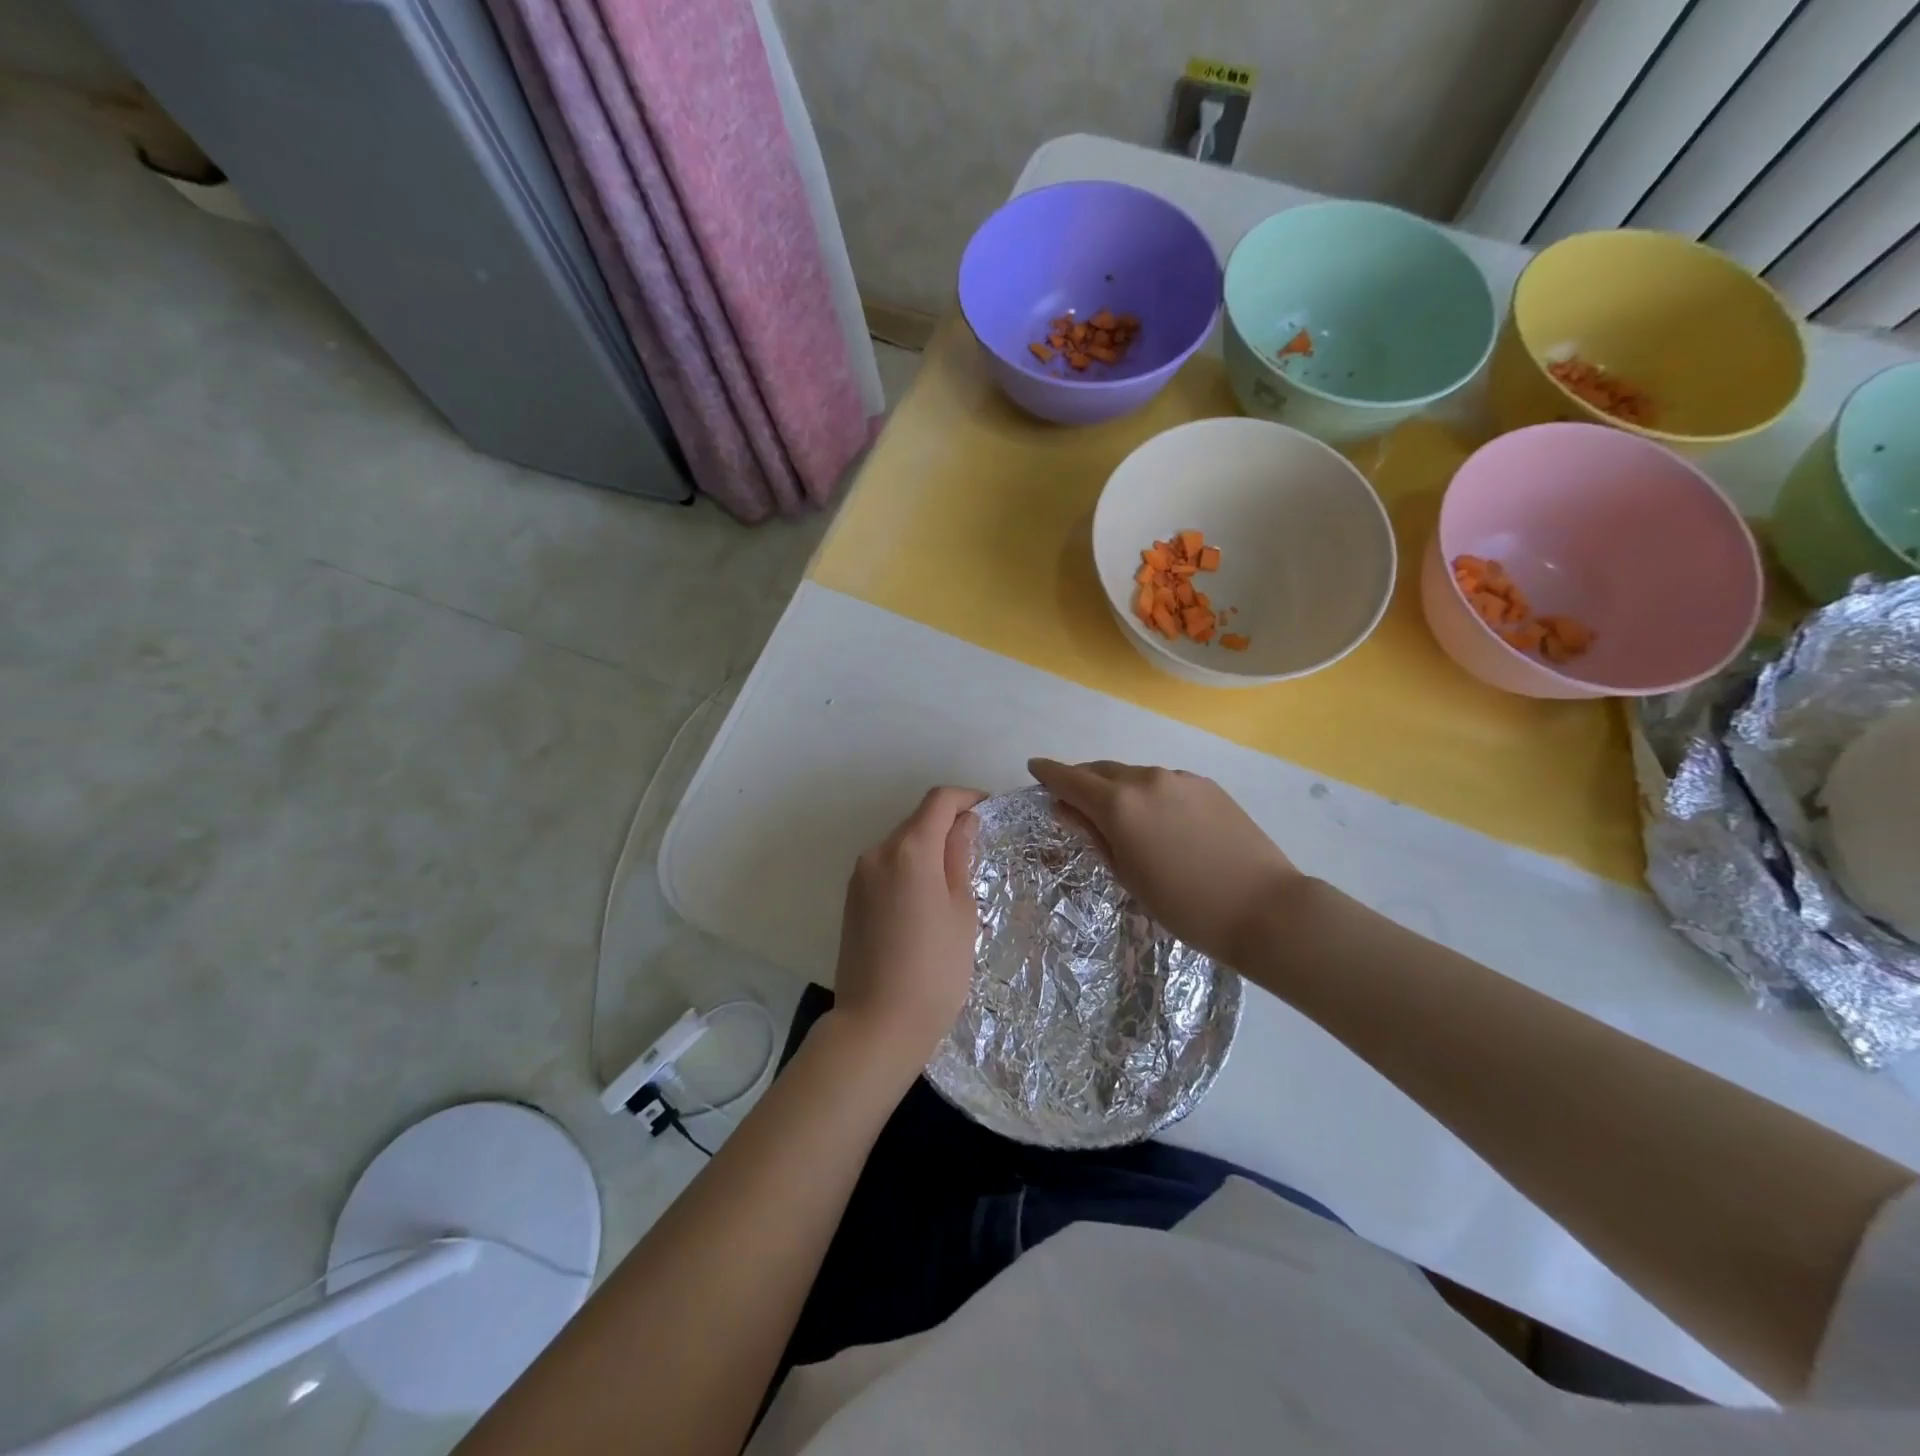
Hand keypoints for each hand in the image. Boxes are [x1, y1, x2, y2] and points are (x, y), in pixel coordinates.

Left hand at [832, 786, 986, 1082]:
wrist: (876, 1025)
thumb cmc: (934, 970)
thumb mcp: (961, 911)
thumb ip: (960, 858)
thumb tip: (964, 823)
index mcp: (909, 850)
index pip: (939, 801)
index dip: (967, 797)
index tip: (990, 811)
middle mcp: (878, 853)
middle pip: (918, 820)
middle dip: (948, 824)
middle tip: (979, 850)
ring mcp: (860, 876)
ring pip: (901, 844)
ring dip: (928, 848)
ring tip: (955, 880)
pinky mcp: (851, 899)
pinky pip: (886, 867)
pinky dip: (909, 868)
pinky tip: (926, 900)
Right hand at [1028, 759, 1302, 964]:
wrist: (1262, 907)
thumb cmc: (1184, 904)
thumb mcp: (1127, 875)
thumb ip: (1093, 834)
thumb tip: (1065, 808)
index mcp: (1119, 804)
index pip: (1070, 779)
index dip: (1049, 773)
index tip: (1034, 768)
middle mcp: (1146, 779)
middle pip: (1101, 770)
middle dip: (1081, 779)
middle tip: (1070, 797)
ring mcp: (1180, 778)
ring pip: (1134, 775)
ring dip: (1116, 787)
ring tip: (1116, 812)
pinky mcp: (1207, 785)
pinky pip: (1164, 782)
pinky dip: (1148, 792)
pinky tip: (1157, 818)